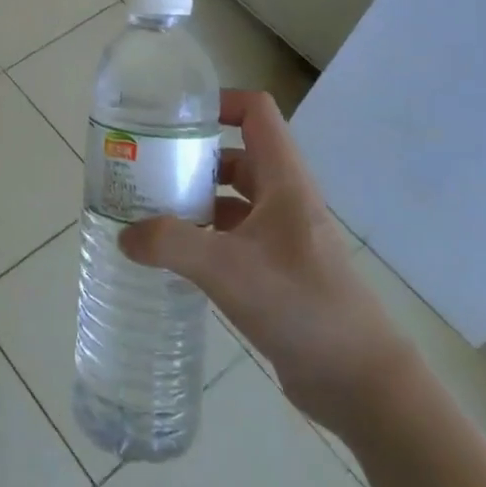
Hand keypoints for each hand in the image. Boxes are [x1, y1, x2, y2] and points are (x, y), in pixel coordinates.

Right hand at [119, 89, 417, 434]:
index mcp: (284, 182)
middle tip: (145, 170)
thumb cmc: (301, 307)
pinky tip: (173, 258)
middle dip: (190, 158)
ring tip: (147, 213)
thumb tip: (125, 235)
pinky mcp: (276, 271)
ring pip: (230, 199)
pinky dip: (202, 238)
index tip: (172, 119)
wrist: (361, 383)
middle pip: (234, 156)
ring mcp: (281, 238)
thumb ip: (170, 245)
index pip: (256, 114)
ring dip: (193, 200)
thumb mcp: (228, 269)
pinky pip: (232, 237)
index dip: (218, 103)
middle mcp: (284, 201)